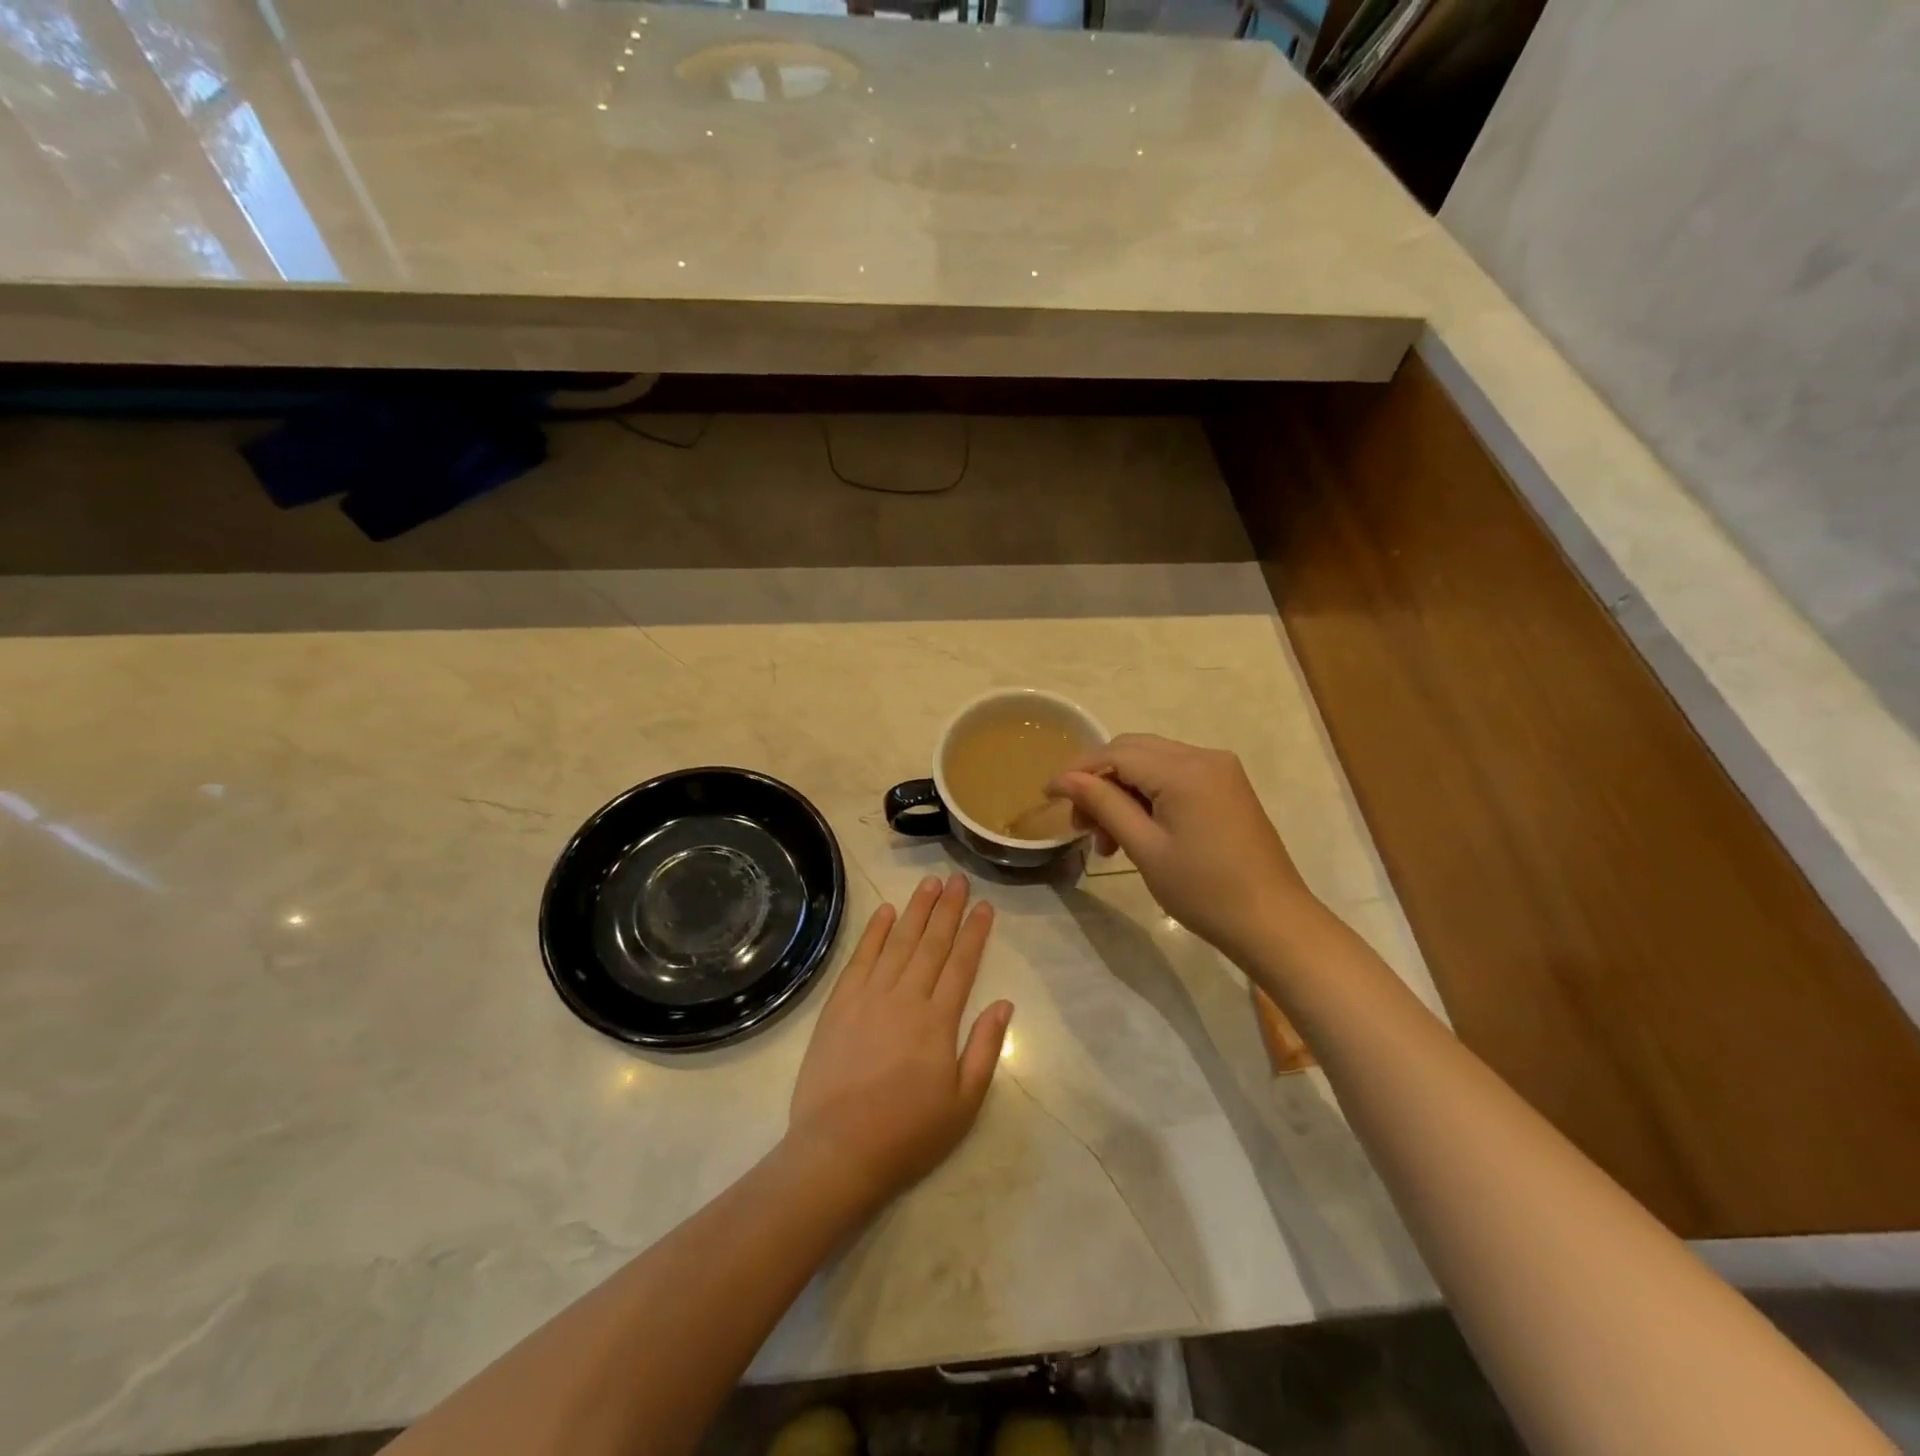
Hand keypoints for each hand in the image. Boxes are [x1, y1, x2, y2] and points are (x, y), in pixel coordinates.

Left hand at [787, 873, 1012, 1209]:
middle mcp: (906, 997)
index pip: (962, 964)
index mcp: (938, 1021)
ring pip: (898, 942)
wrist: (838, 1150)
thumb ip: (985, 1048)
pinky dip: (875, 932)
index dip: (975, 932)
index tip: (985, 906)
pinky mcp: (839, 1004)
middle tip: (958, 879)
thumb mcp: (964, 1103)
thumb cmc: (908, 1133)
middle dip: (948, 908)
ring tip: (929, 883)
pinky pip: (861, 958)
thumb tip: (1004, 1003)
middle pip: (931, 943)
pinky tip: (886, 912)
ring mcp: (869, 997)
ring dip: (915, 910)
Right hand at [1047, 733, 1316, 962]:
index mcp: (1184, 770)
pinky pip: (1174, 776)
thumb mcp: (1145, 848)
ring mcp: (1219, 770)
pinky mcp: (1226, 787)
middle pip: (1133, 751)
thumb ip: (1103, 804)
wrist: (1272, 922)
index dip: (1077, 771)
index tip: (1047, 795)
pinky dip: (1147, 796)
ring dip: (1122, 792)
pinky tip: (1137, 831)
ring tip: (1107, 841)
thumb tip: (1063, 779)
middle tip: (1081, 825)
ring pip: (1152, 763)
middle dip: (1099, 782)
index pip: (1116, 754)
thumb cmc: (1204, 890)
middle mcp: (1204, 756)